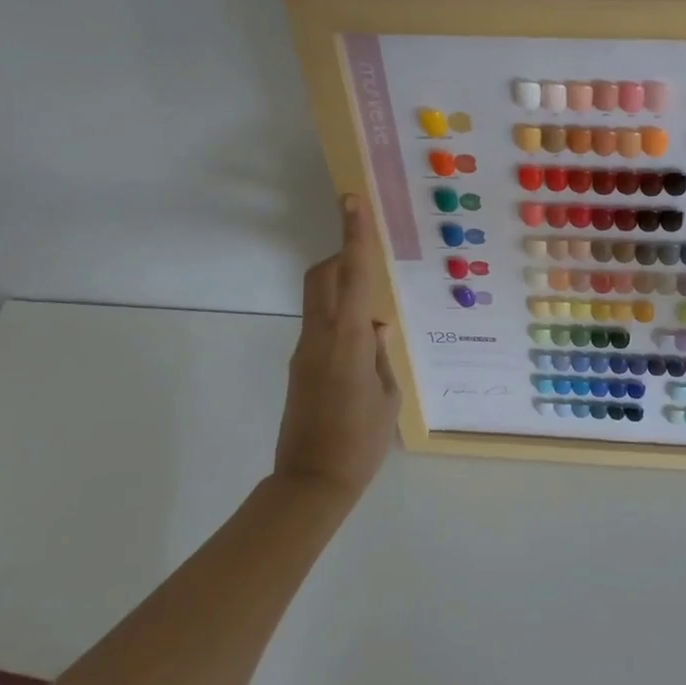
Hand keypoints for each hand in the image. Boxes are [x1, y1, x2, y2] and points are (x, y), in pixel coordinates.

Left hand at [275, 195, 400, 498]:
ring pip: (319, 299)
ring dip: (342, 290)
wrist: (311, 483)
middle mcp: (319, 337)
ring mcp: (304, 351)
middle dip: (343, 257)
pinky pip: (320, 325)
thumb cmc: (360, 442)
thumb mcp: (386, 396)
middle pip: (323, 277)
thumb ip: (380, 355)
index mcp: (347, 340)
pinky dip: (340, 318)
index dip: (353, 235)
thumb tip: (375, 329)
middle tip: (371, 265)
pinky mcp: (299, 366)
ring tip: (375, 316)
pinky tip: (362, 348)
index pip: (351, 276)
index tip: (351, 201)